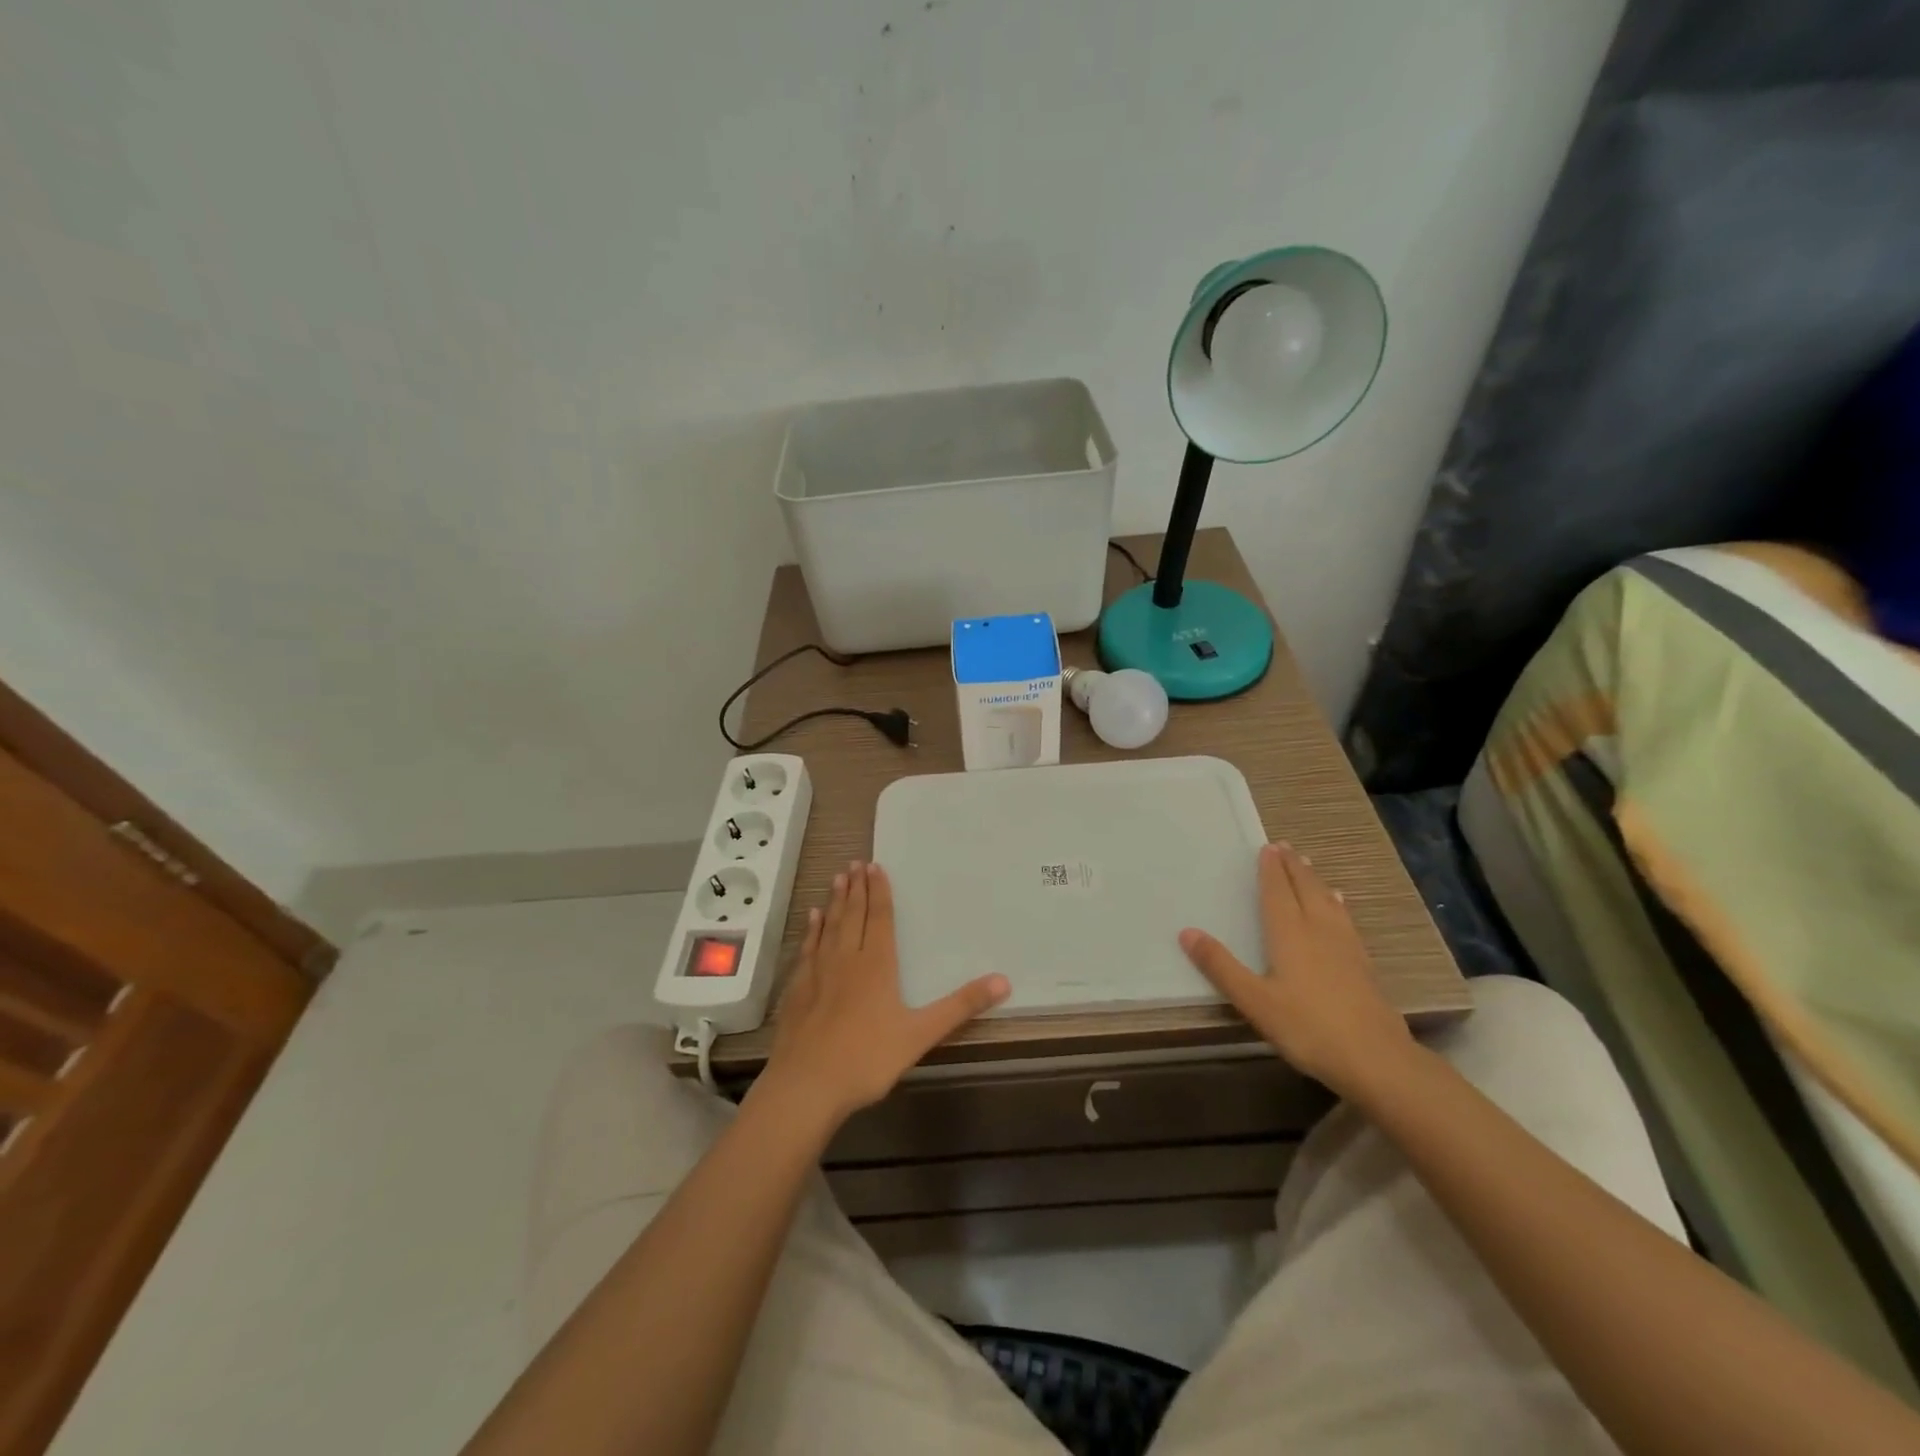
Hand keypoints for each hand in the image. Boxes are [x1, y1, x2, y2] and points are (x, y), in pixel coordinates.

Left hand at [758, 861, 1009, 1129]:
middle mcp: (846, 960)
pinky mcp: (797, 990)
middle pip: (853, 915)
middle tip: (856, 863)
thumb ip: (960, 1006)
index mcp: (877, 965)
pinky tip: (812, 919)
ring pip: (829, 927)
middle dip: (857, 889)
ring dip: (835, 902)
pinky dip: (812, 930)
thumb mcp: (921, 1034)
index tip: (876, 867)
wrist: (806, 1085)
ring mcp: (818, 973)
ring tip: (837, 878)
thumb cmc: (867, 1059)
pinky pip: (808, 949)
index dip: (880, 893)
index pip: (880, 919)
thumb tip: (1003, 981)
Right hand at [1179, 841, 1413, 1097]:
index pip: (1278, 893)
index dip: (1271, 870)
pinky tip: (1340, 906)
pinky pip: (1345, 919)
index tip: (1267, 847)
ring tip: (1308, 866)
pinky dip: (1337, 904)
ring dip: (1314, 880)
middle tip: (1284, 846)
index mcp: (1289, 934)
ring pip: (1327, 901)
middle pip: (1305, 890)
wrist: (1375, 1058)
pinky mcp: (1362, 964)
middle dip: (1293, 867)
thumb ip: (1220, 966)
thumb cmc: (1307, 1027)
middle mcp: (1318, 931)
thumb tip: (1187, 932)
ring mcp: (1345, 946)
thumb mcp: (1254, 1001)